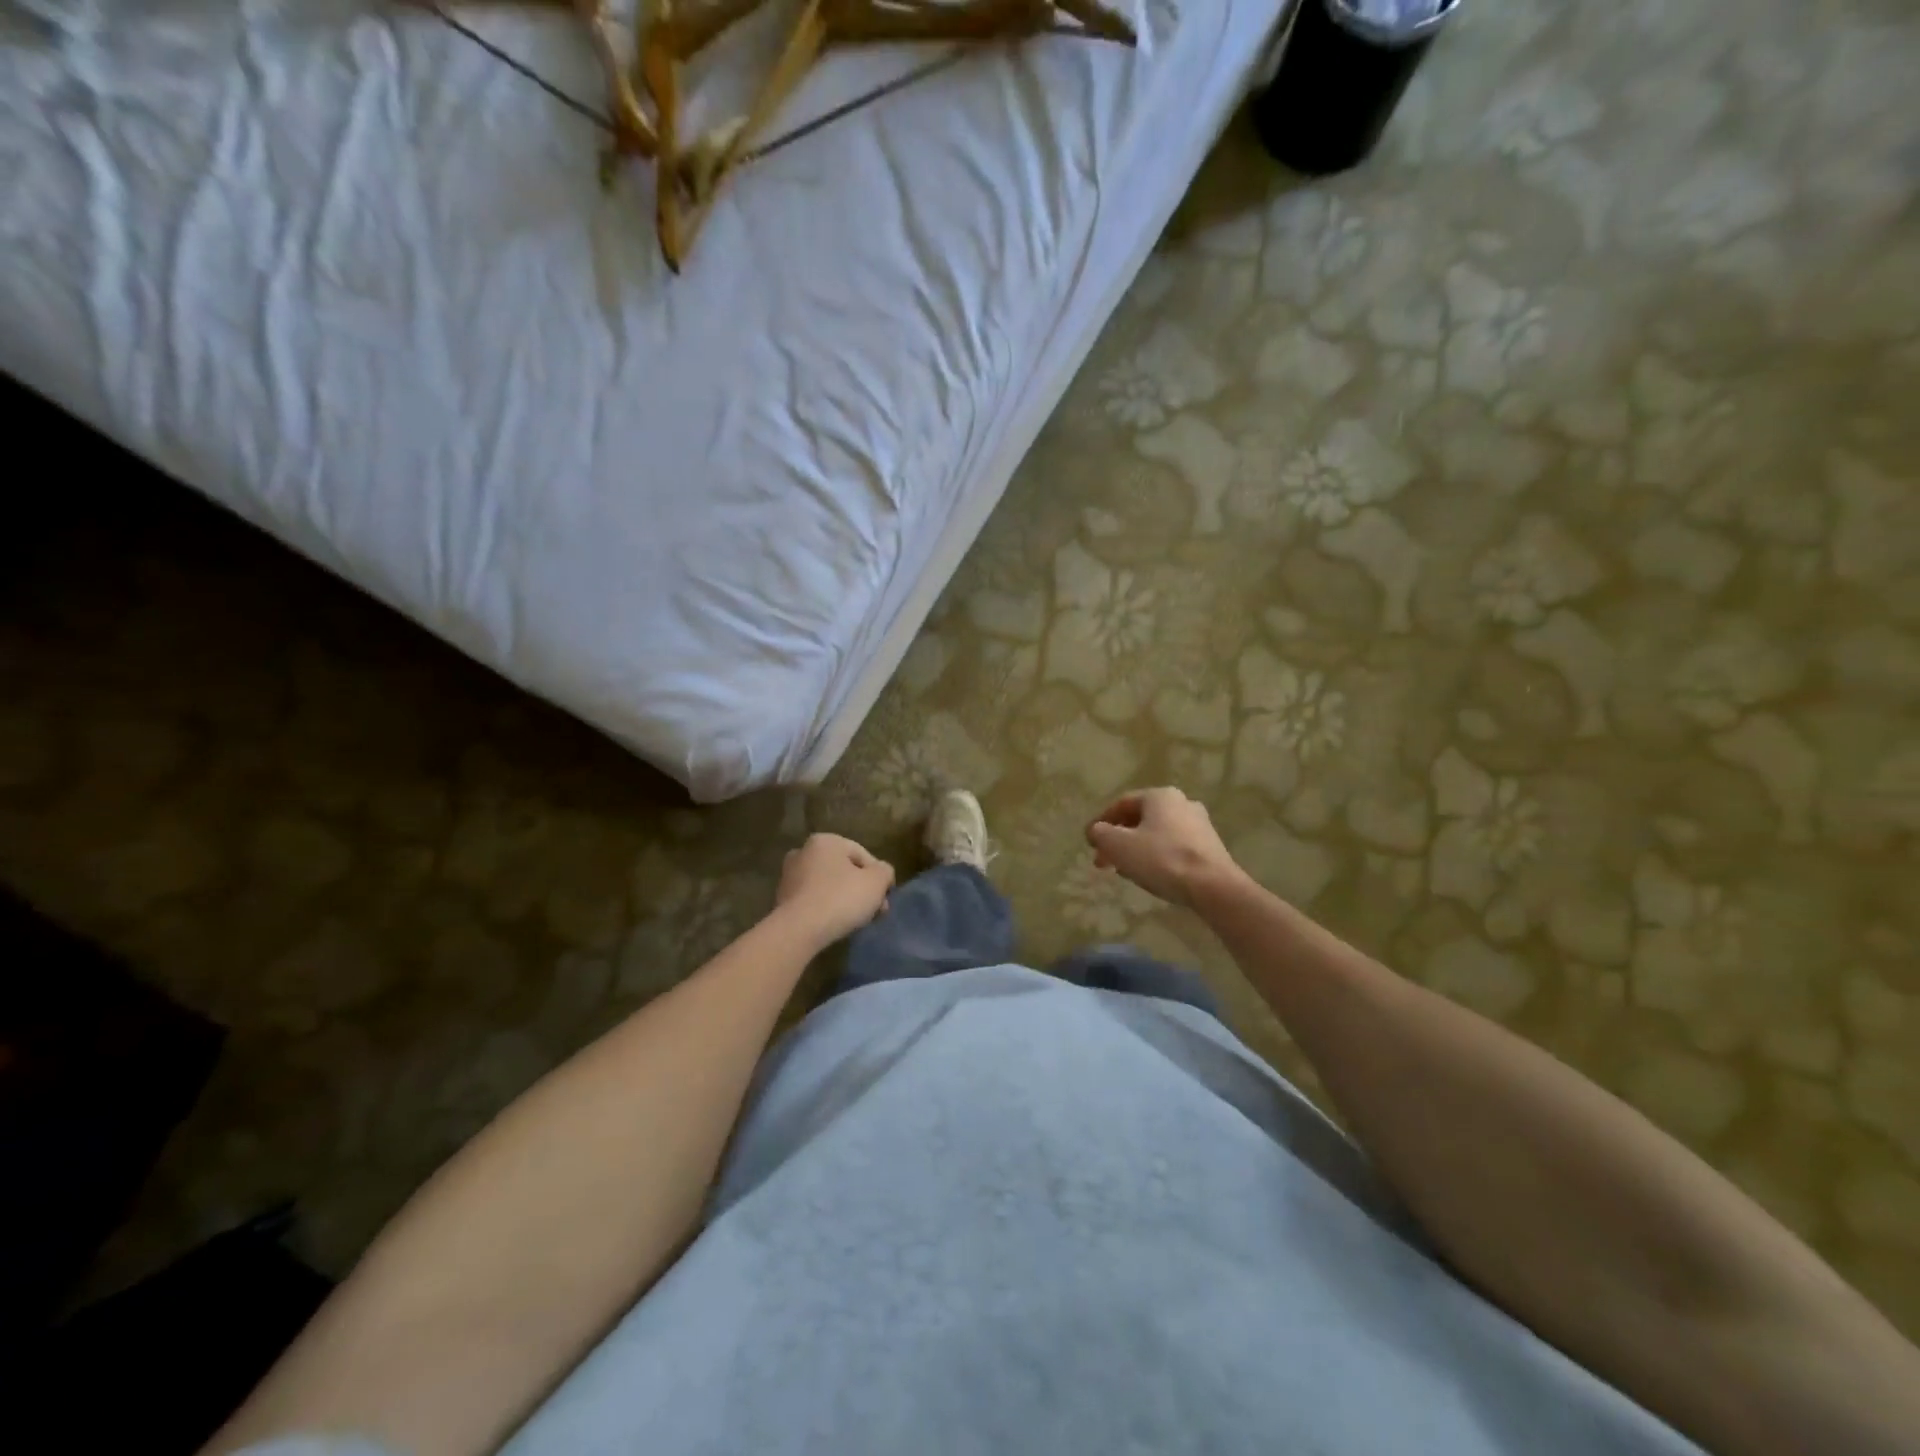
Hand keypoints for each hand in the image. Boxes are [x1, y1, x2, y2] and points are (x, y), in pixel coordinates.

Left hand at [775, 833, 894, 946]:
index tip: (885, 899)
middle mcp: (803, 851)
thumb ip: (885, 872)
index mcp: (826, 841)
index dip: (879, 878)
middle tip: (874, 911)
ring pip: (828, 885)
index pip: (863, 856)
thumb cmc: (841, 898)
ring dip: (844, 899)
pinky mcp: (782, 899)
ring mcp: (789, 876)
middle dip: (861, 889)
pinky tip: (834, 924)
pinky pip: (813, 900)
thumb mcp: (877, 882)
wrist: (798, 930)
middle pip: (844, 870)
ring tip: (856, 920)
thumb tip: (882, 874)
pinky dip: (825, 909)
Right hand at [1086, 787, 1240, 907]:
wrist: (1213, 887)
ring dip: (1135, 849)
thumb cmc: (1161, 859)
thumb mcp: (1119, 846)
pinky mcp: (1210, 847)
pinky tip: (1148, 875)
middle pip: (1139, 819)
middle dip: (1118, 839)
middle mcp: (1182, 803)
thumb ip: (1101, 834)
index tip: (1089, 842)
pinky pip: (1173, 847)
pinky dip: (1156, 856)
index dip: (1101, 822)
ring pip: (1156, 834)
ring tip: (1122, 870)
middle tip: (1102, 860)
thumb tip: (1095, 831)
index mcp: (1160, 795)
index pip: (1121, 803)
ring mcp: (1199, 824)